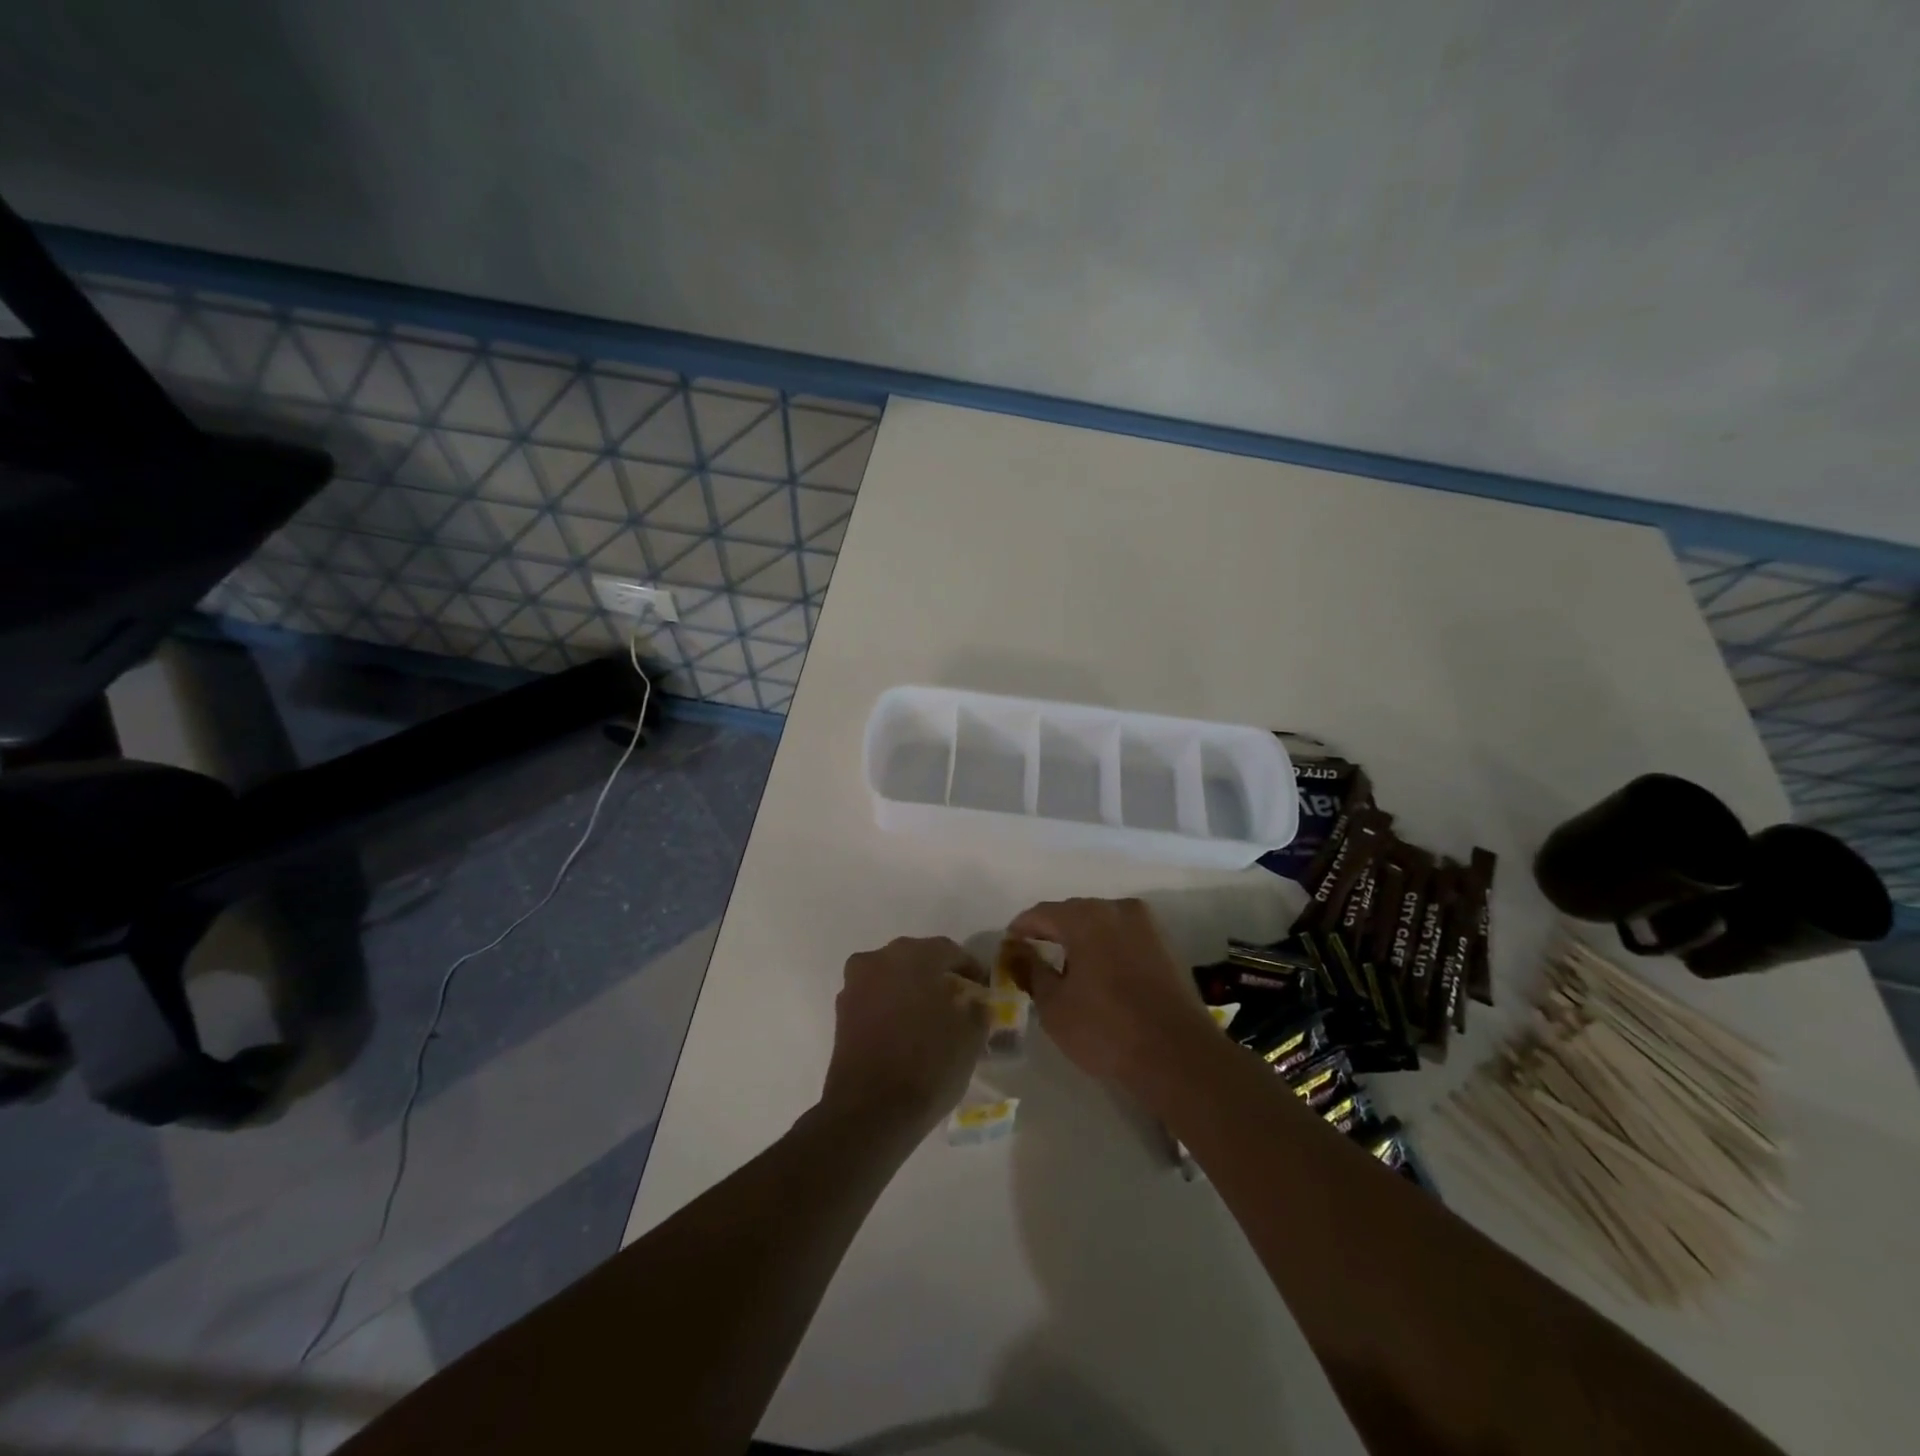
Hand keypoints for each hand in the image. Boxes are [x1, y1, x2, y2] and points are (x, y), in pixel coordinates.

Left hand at [819, 937, 989, 1140]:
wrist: (870, 1112)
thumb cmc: (928, 1065)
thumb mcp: (970, 1037)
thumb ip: (977, 1010)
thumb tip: (974, 1002)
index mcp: (913, 956)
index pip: (948, 950)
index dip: (969, 967)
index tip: (983, 986)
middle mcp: (879, 960)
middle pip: (915, 958)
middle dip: (937, 974)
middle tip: (958, 996)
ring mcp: (855, 985)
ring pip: (891, 976)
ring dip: (911, 988)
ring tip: (931, 1014)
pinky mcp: (841, 1013)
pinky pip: (874, 998)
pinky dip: (891, 1006)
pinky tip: (906, 1029)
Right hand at [1005, 898, 1218, 1100]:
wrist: (1178, 1056)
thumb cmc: (1105, 1029)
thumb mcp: (1054, 1005)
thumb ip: (1031, 971)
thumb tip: (1016, 952)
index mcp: (1086, 916)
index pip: (1042, 913)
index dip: (1021, 929)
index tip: (1008, 947)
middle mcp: (1117, 909)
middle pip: (1073, 913)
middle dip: (1052, 932)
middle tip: (1033, 956)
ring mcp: (1147, 925)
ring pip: (1101, 924)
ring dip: (1081, 940)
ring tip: (1065, 968)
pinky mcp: (1166, 945)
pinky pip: (1124, 938)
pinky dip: (1106, 949)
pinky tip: (1098, 974)